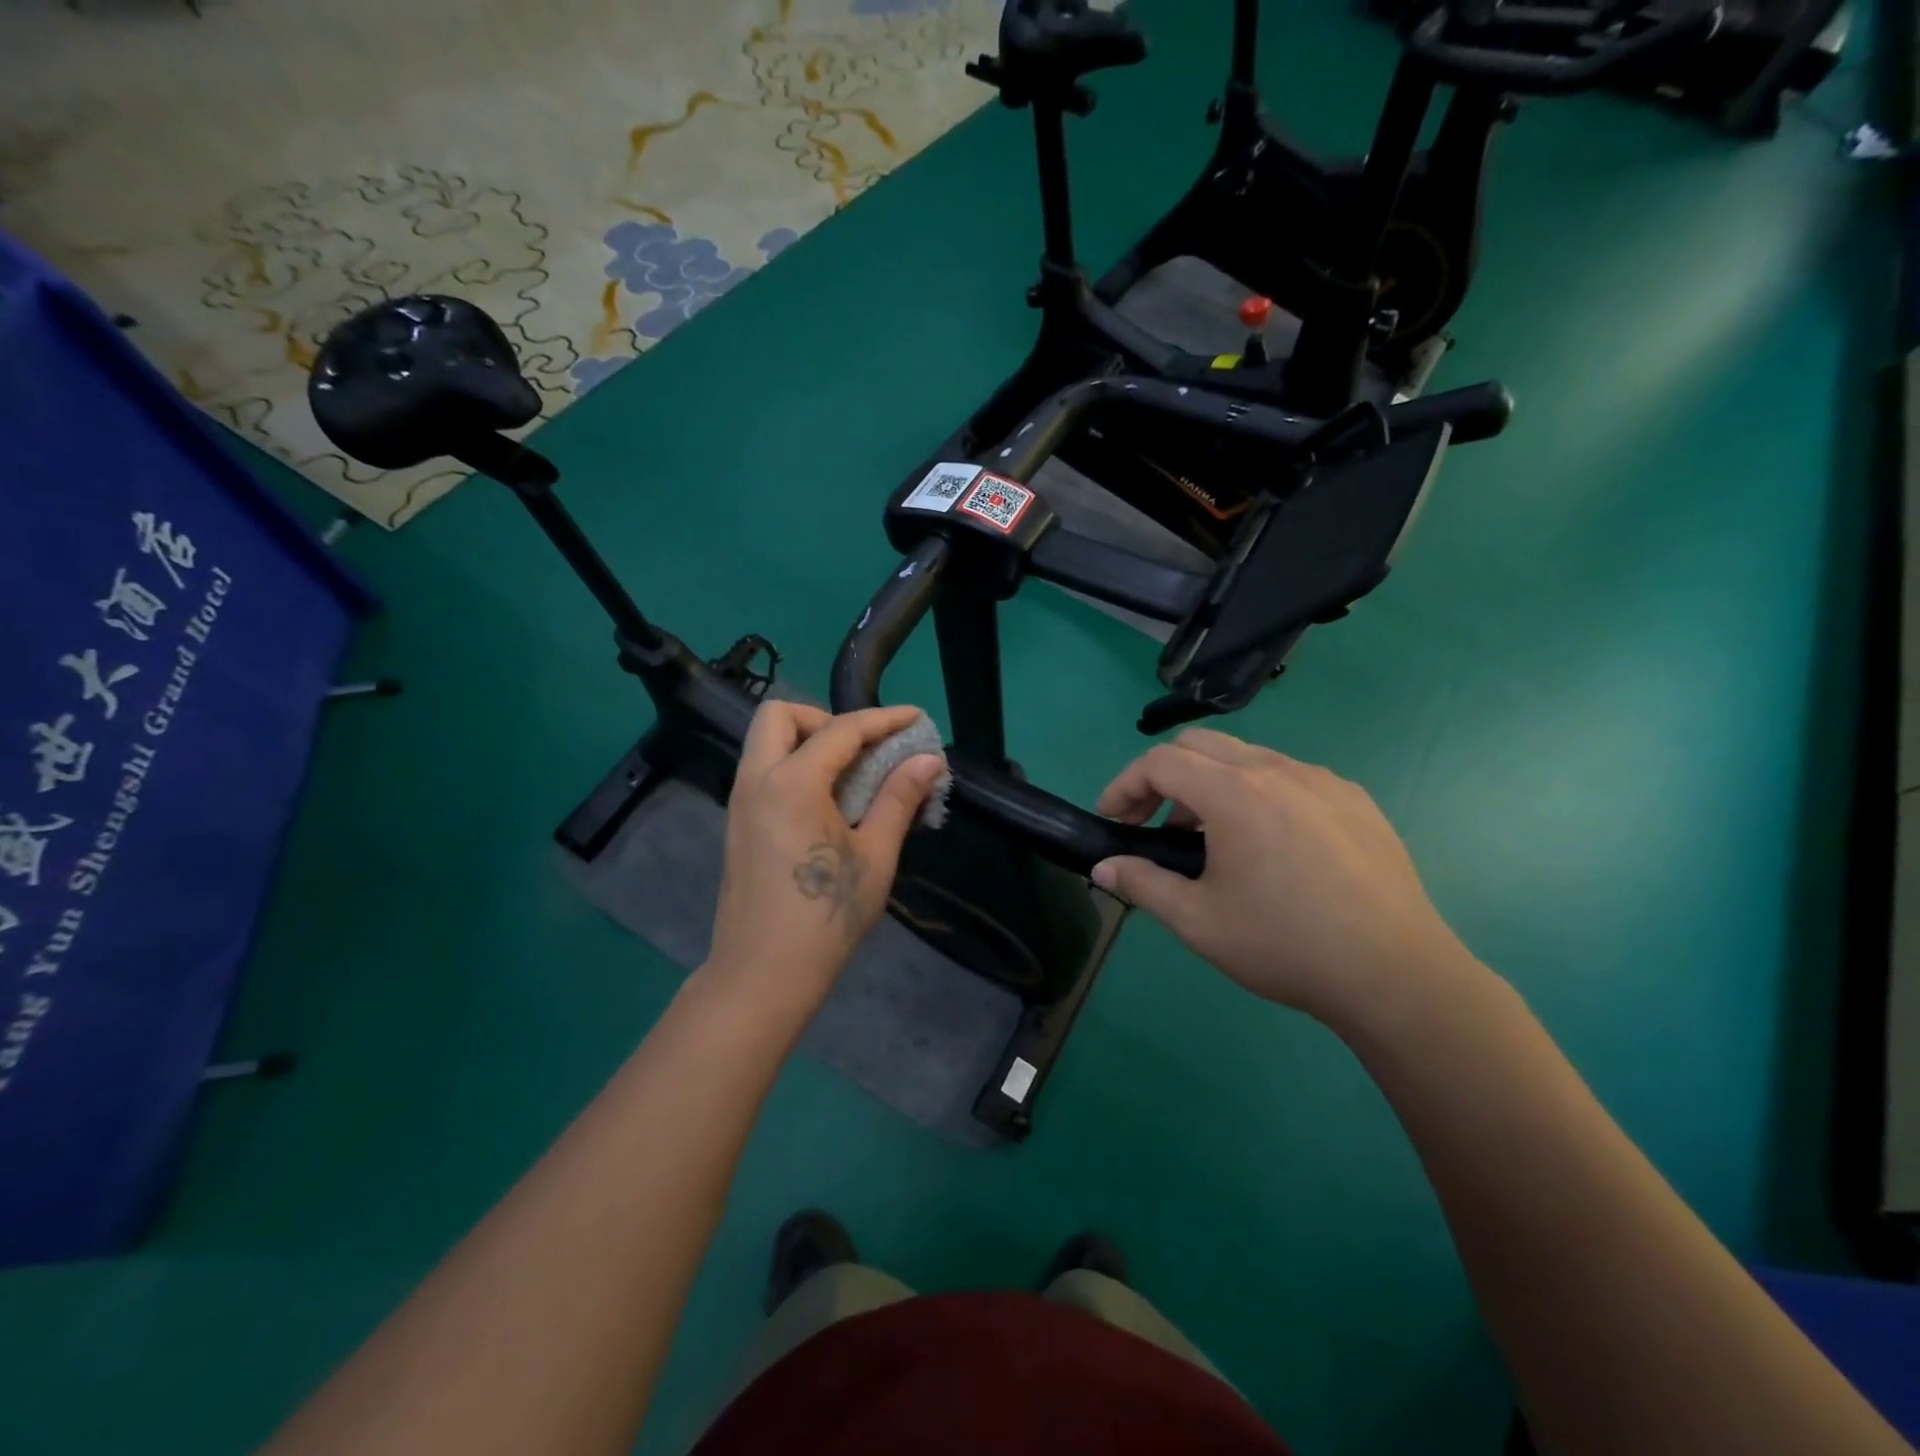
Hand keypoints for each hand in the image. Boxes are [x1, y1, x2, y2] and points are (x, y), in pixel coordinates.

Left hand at [704, 702, 944, 1017]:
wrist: (761, 975)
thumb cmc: (825, 917)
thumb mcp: (875, 856)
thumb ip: (898, 798)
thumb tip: (927, 759)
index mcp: (793, 782)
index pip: (842, 729)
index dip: (884, 719)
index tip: (916, 718)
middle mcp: (757, 779)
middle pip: (781, 715)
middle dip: (825, 718)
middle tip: (862, 750)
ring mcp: (740, 801)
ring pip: (767, 742)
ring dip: (808, 741)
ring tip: (851, 775)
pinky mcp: (737, 823)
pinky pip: (764, 770)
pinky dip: (795, 766)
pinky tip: (827, 802)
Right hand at [1091, 729, 1469, 1031]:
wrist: (1395, 974)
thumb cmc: (1285, 945)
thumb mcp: (1198, 921)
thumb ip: (1142, 884)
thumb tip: (1103, 868)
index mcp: (1234, 792)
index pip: (1160, 761)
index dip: (1124, 785)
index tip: (1113, 820)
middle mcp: (1277, 770)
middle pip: (1199, 744)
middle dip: (1163, 777)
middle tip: (1152, 823)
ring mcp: (1322, 780)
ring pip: (1246, 757)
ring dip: (1210, 784)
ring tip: (1209, 839)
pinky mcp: (1355, 800)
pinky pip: (1290, 777)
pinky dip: (1257, 794)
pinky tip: (1269, 845)